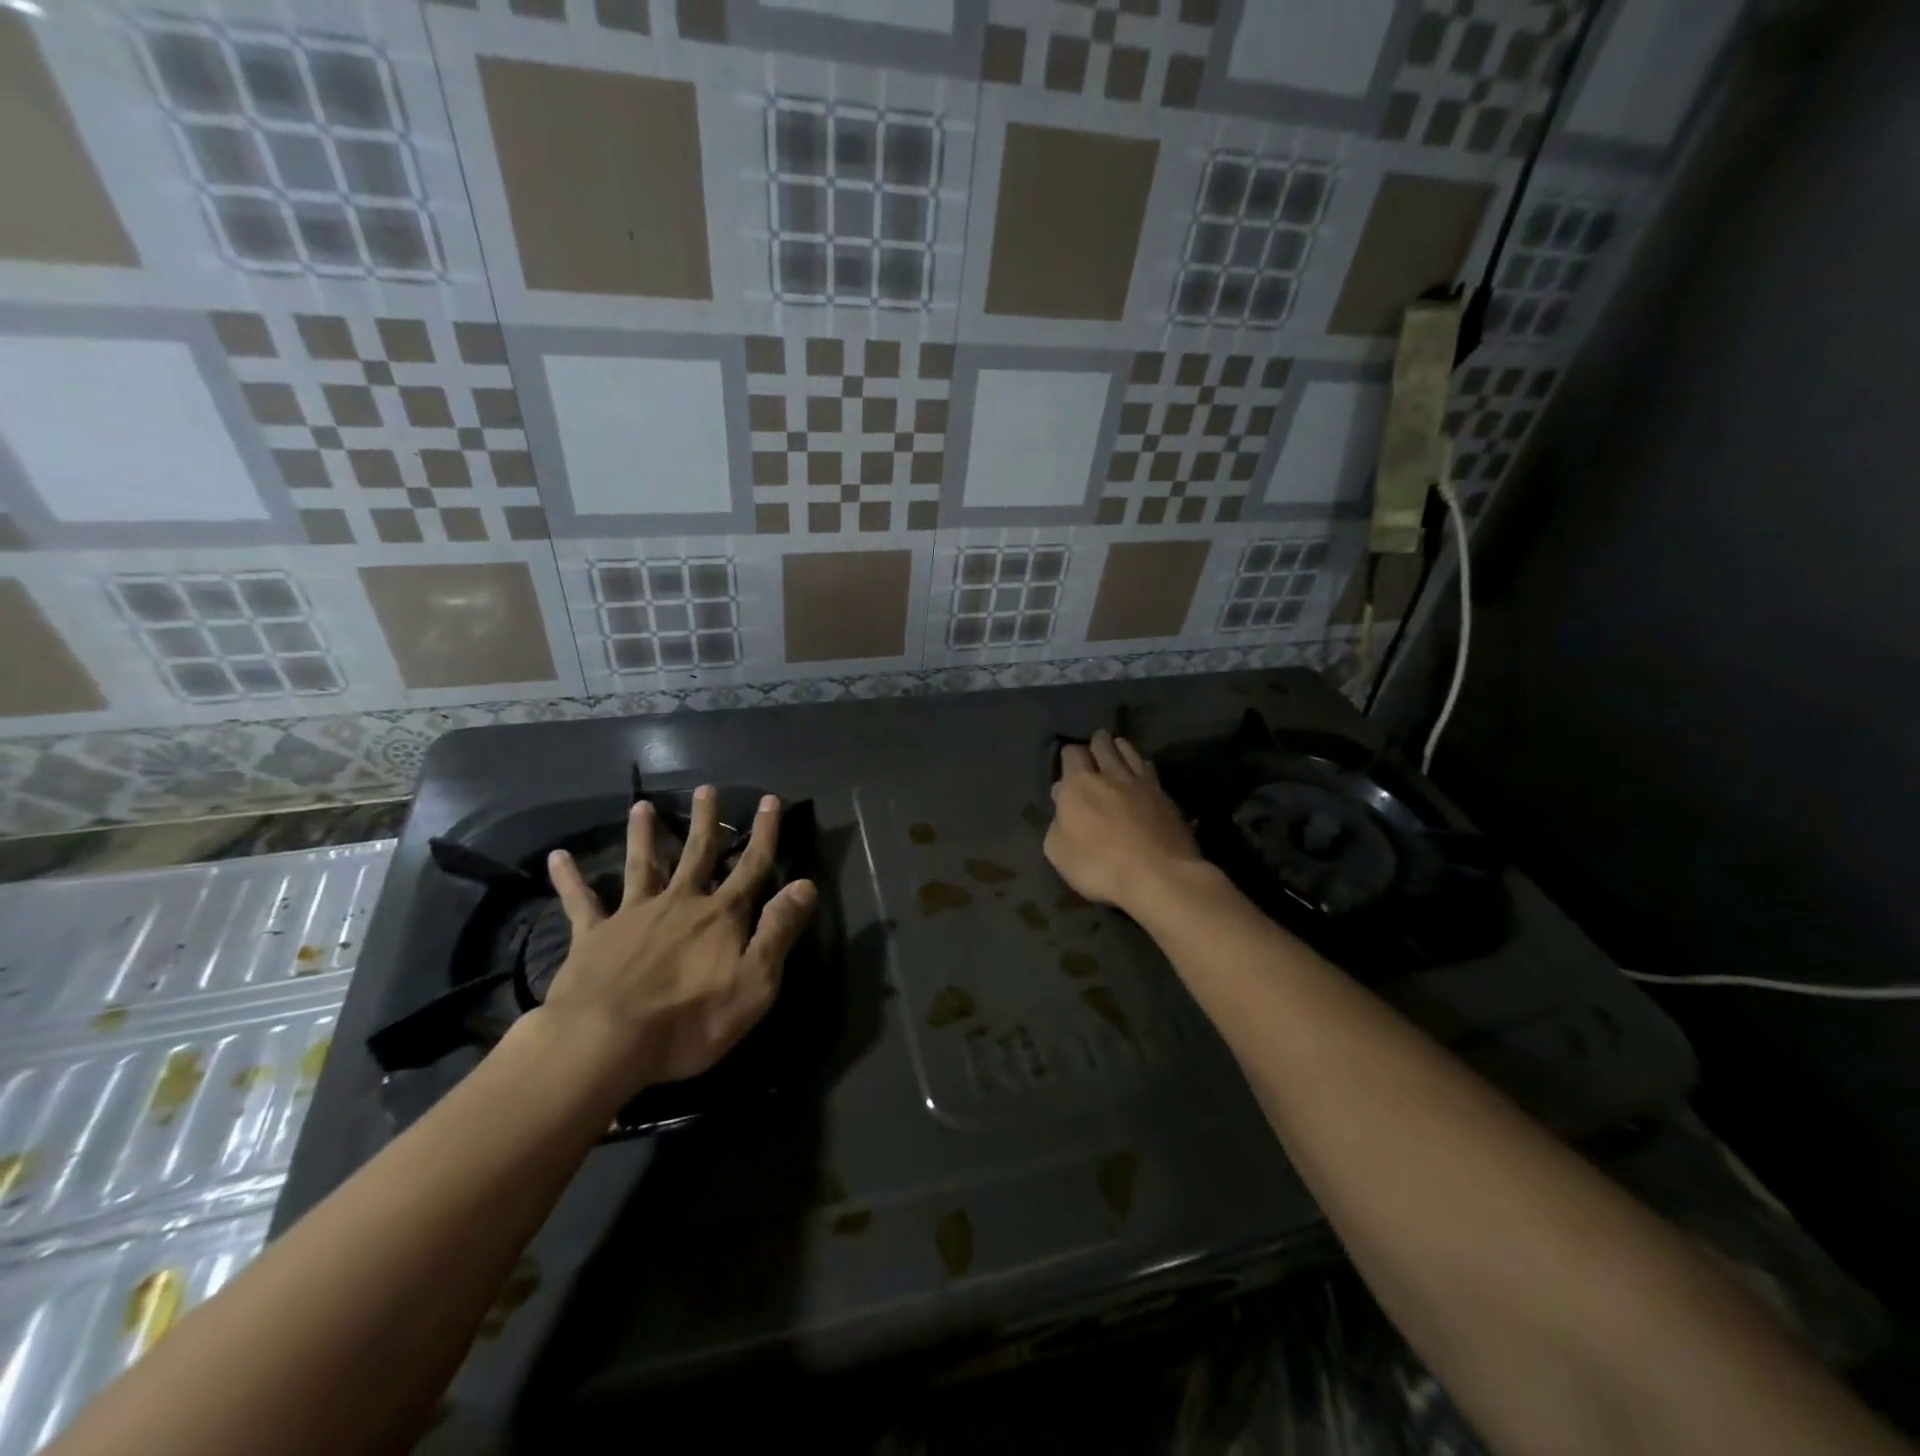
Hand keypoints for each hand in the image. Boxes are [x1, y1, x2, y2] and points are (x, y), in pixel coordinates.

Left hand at [537, 786, 816, 1097]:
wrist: (605, 1042)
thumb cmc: (689, 1021)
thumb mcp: (754, 983)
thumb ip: (778, 930)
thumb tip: (805, 883)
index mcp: (720, 916)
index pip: (751, 866)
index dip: (764, 834)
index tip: (769, 800)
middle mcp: (679, 903)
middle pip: (696, 854)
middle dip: (705, 821)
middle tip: (706, 788)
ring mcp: (633, 916)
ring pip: (642, 865)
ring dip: (643, 835)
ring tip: (641, 806)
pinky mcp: (593, 936)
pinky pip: (581, 901)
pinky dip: (570, 879)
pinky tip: (557, 858)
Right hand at [1045, 731, 1205, 912]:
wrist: (1159, 875)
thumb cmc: (1099, 865)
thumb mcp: (1058, 852)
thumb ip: (1056, 823)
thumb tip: (1062, 802)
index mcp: (1079, 784)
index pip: (1072, 753)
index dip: (1069, 756)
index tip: (1068, 764)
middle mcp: (1110, 774)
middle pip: (1103, 744)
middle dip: (1096, 743)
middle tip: (1094, 748)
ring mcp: (1142, 783)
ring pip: (1130, 751)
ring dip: (1121, 748)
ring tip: (1117, 750)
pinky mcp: (1166, 797)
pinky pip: (1150, 770)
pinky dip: (1142, 767)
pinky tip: (1142, 773)